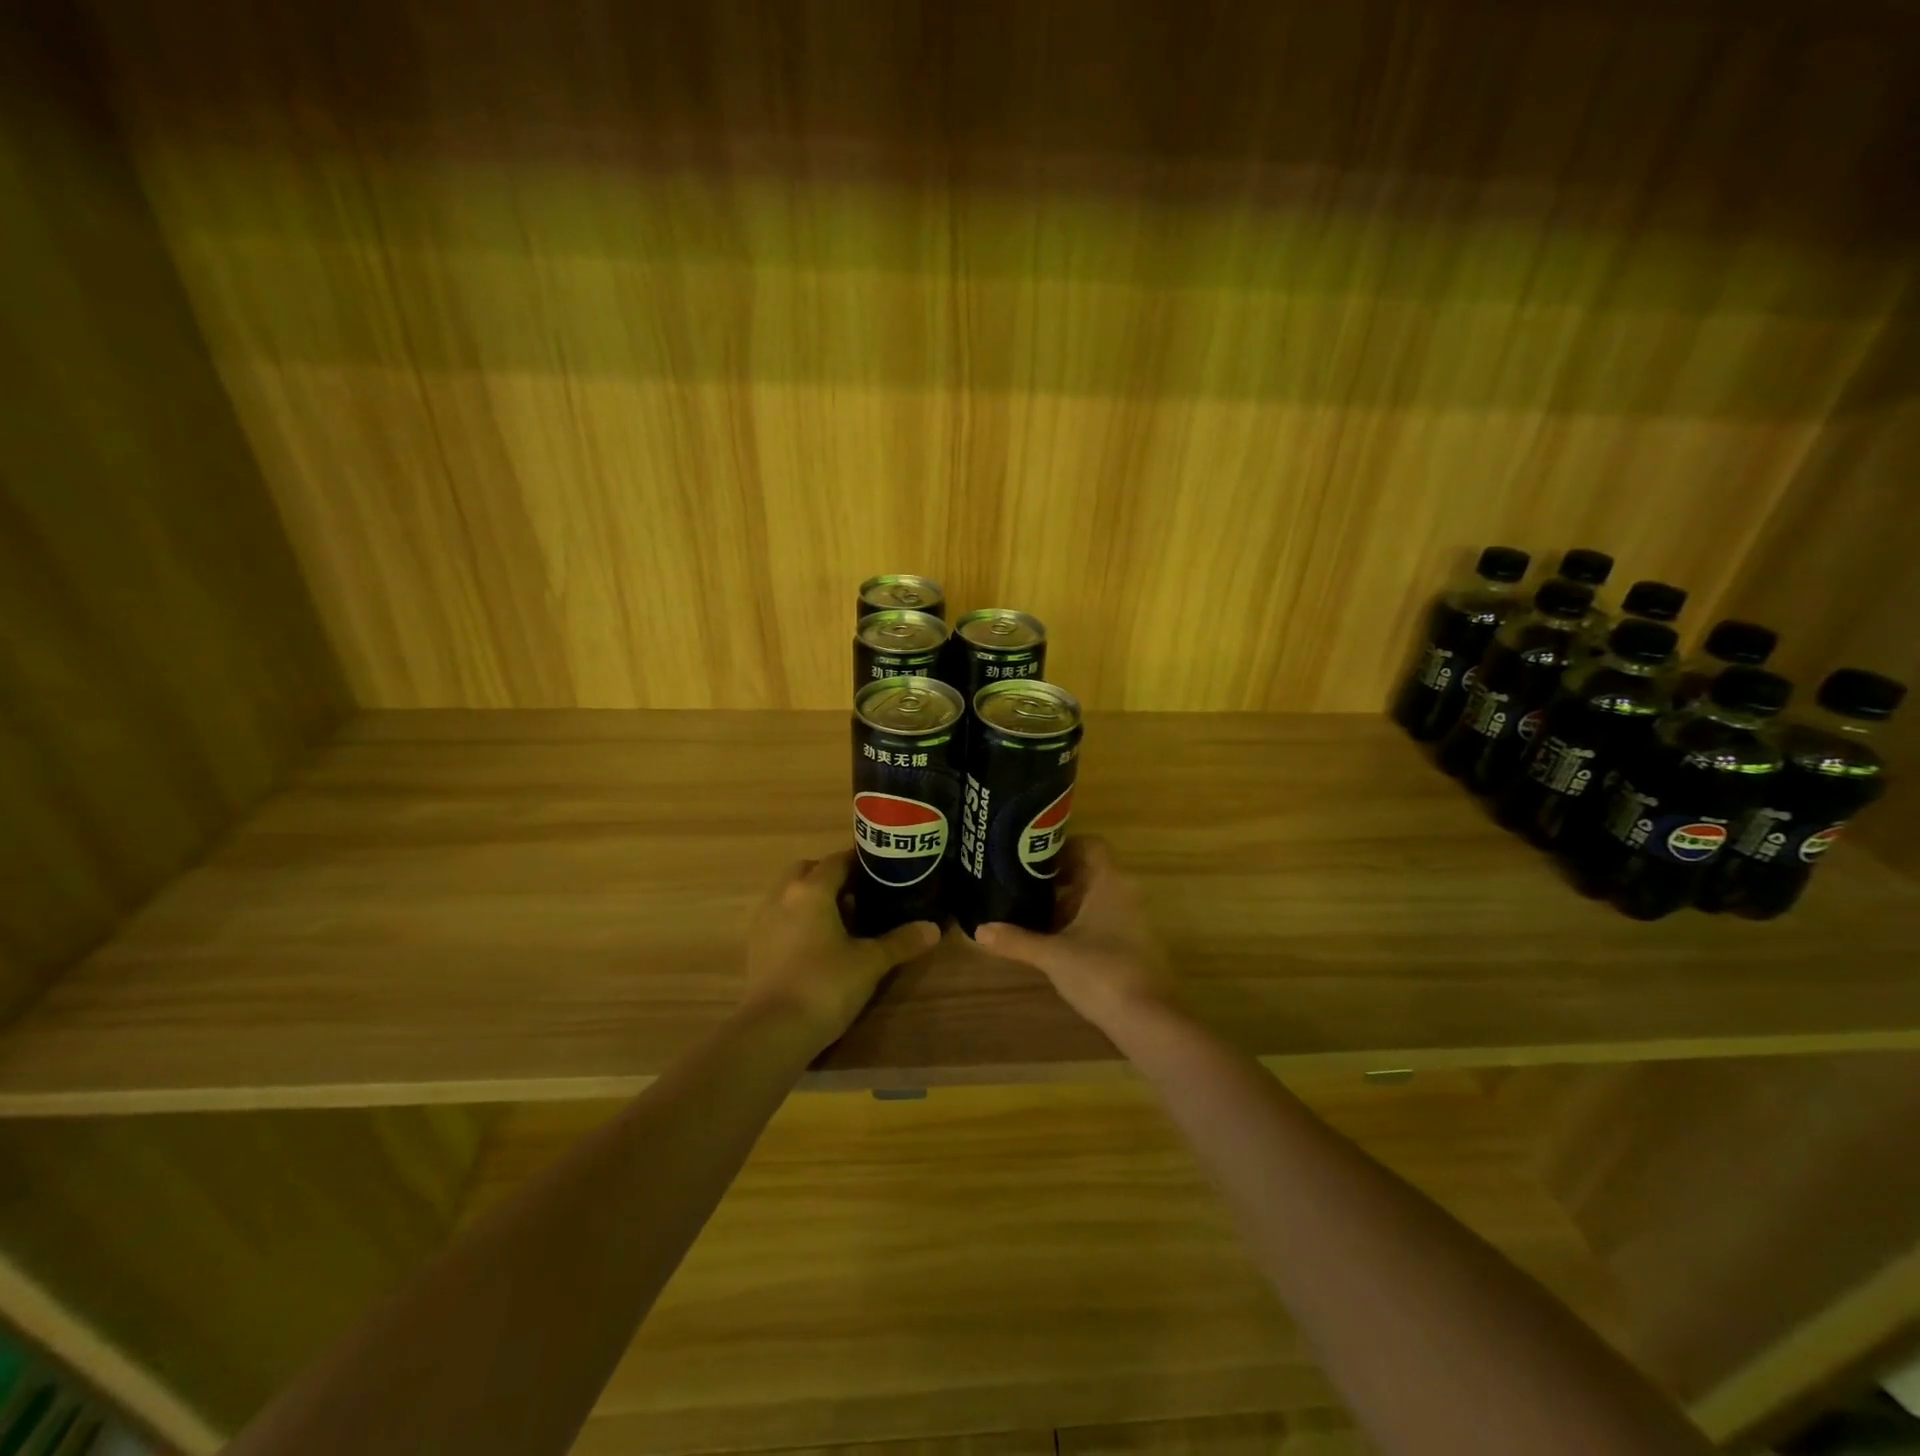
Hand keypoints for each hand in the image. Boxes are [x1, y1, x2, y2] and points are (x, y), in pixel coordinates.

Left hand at [743, 851, 939, 1053]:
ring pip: (790, 894)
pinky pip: (779, 918)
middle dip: (832, 876)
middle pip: (808, 871)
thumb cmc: (825, 985)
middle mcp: (782, 896)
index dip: (860, 862)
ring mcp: (763, 922)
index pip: (837, 860)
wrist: (772, 1032)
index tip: (882, 870)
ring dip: (813, 898)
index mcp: (811, 890)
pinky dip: (798, 920)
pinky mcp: (754, 947)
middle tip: (861, 895)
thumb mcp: (870, 963)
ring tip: (842, 921)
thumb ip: (901, 941)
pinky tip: (817, 944)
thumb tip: (933, 928)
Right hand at [974, 837, 1174, 1033]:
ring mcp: (1135, 921)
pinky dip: (1083, 924)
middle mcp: (1127, 894)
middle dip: (1060, 878)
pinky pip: (1107, 920)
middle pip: (1092, 872)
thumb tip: (979, 930)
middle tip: (1026, 887)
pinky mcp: (1136, 946)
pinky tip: (1059, 944)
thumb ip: (1016, 940)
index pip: (1092, 845)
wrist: (1148, 1020)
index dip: (1064, 847)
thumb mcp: (1052, 955)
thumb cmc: (1100, 972)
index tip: (1035, 860)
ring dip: (1070, 904)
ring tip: (1036, 917)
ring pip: (1099, 898)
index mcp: (1110, 884)